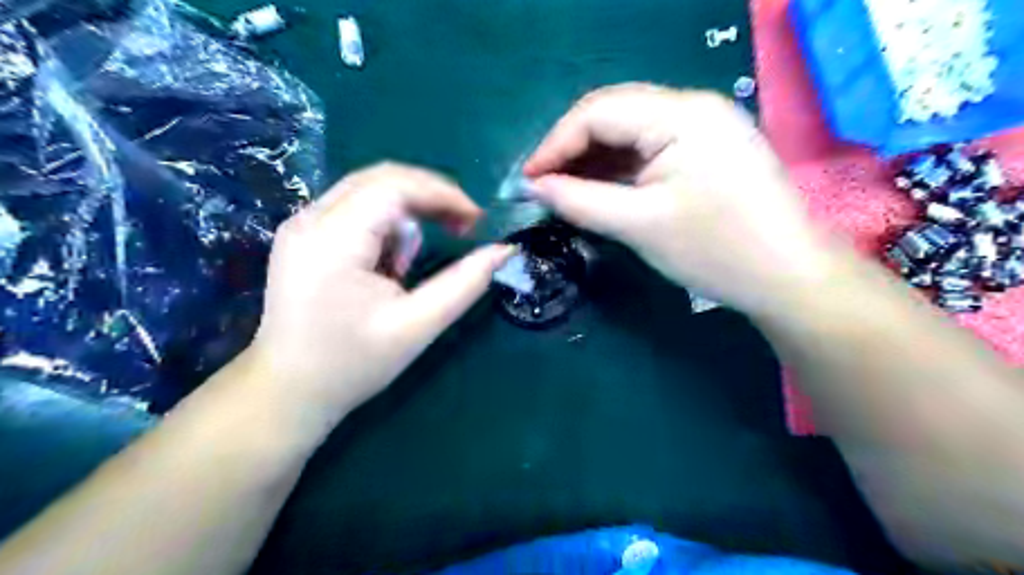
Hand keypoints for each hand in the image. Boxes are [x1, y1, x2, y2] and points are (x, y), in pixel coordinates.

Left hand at [239, 163, 512, 423]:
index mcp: (333, 241)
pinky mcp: (303, 235)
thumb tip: (504, 250)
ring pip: (369, 189)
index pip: (395, 186)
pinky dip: (386, 223)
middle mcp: (310, 219)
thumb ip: (465, 284)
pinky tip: (391, 260)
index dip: (444, 194)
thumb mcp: (417, 326)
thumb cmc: (352, 364)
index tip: (476, 222)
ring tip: (418, 257)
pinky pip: (355, 207)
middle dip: (430, 196)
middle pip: (381, 178)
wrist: (289, 390)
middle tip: (463, 227)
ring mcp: (301, 224)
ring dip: (408, 211)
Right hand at [523, 83, 835, 315]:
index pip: (597, 112)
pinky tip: (600, 187)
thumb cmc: (715, 251)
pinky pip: (651, 147)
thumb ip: (580, 200)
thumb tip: (536, 187)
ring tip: (565, 189)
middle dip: (572, 149)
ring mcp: (704, 126)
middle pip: (613, 114)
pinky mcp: (708, 149)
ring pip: (630, 131)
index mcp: (680, 114)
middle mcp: (693, 107)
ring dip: (594, 159)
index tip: (527, 180)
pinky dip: (619, 167)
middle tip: (543, 185)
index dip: (554, 144)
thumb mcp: (638, 226)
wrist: (789, 277)